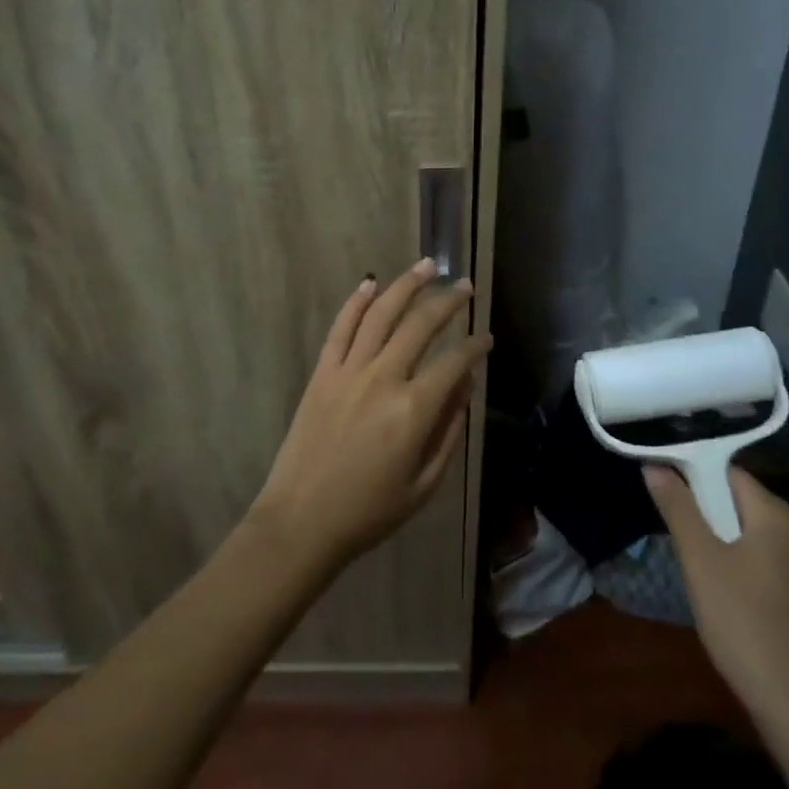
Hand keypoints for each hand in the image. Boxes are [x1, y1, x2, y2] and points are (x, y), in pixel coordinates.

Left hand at [250, 260, 492, 573]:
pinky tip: (370, 283)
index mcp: (413, 410)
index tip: (486, 337)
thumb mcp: (424, 484)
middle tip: (464, 286)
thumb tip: (466, 385)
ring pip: (381, 314)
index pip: (453, 362)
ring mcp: (348, 371)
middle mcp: (383, 378)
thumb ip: (449, 430)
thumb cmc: (369, 512)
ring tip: (427, 266)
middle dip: (448, 301)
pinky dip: (356, 302)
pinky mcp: (322, 372)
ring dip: (406, 285)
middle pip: (420, 325)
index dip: (474, 346)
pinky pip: (341, 328)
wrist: (302, 522)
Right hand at [646, 463, 788, 727]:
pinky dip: (743, 565)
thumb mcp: (700, 560)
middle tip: (675, 529)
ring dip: (723, 541)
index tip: (664, 489)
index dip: (693, 475)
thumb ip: (678, 508)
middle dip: (707, 512)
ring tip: (694, 561)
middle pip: (741, 503)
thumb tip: (655, 465)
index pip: (728, 473)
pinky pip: (768, 564)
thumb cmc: (743, 622)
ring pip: (753, 536)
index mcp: (777, 515)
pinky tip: (724, 592)